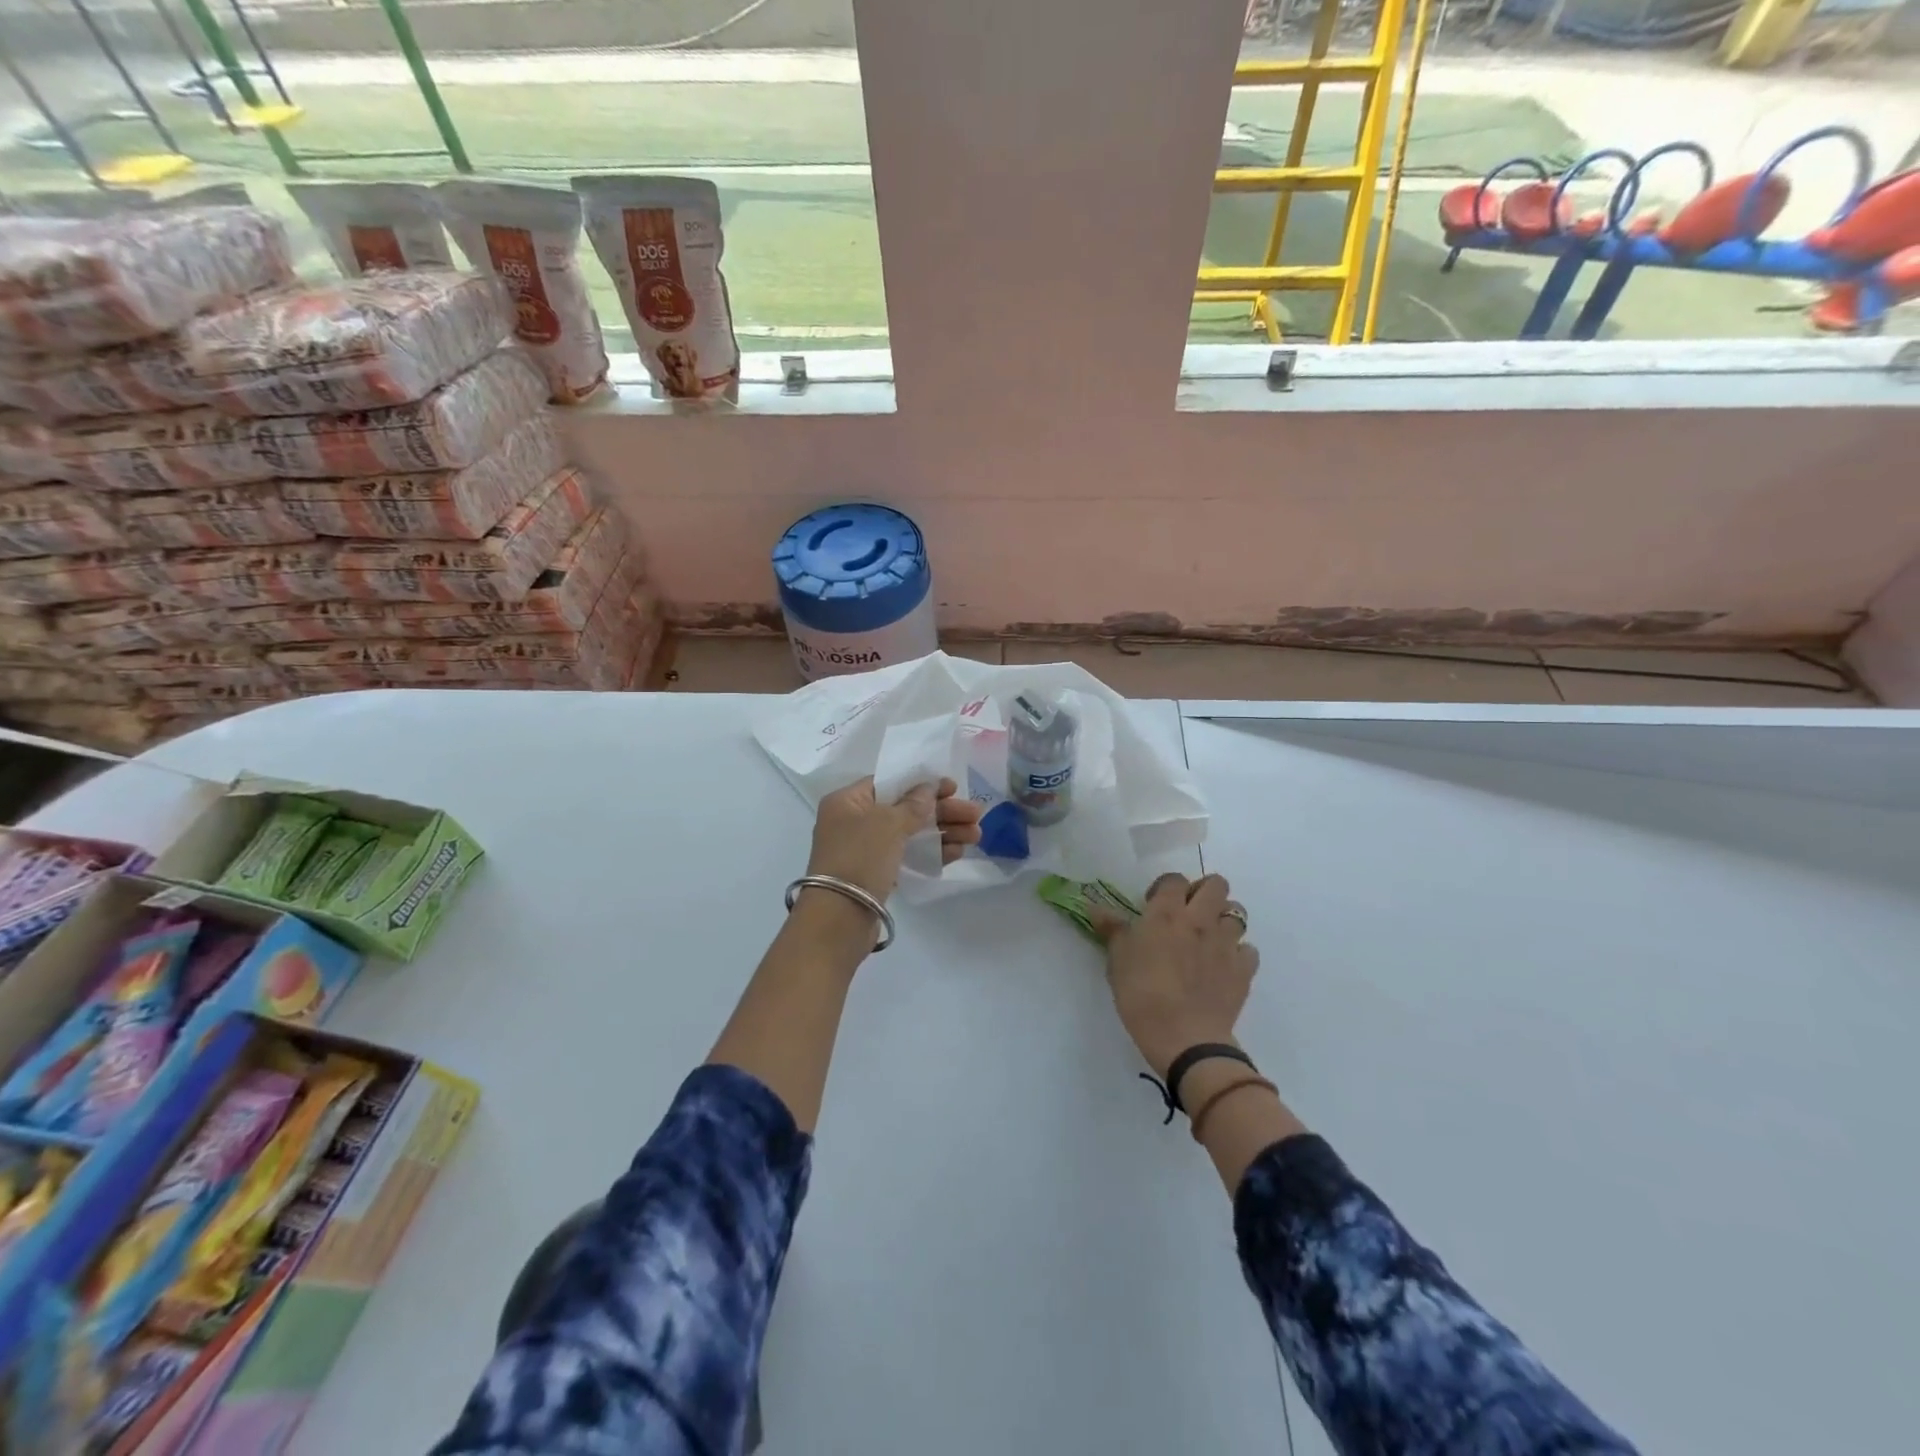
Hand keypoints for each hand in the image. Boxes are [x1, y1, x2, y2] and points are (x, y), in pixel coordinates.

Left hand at [806, 776, 983, 902]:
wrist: (839, 919)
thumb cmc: (860, 858)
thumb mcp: (888, 823)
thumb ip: (914, 804)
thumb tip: (930, 788)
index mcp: (847, 801)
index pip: (889, 782)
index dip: (923, 783)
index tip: (953, 787)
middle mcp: (853, 822)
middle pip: (905, 808)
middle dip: (942, 811)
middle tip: (975, 814)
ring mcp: (865, 850)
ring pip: (910, 834)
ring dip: (943, 832)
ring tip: (976, 835)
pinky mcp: (876, 875)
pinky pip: (908, 856)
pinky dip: (931, 852)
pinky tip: (958, 852)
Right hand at [1091, 873, 1258, 1080]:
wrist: (1183, 1037)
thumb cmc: (1141, 994)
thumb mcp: (1117, 960)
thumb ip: (1112, 929)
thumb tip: (1095, 907)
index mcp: (1166, 913)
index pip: (1174, 879)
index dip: (1165, 887)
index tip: (1154, 905)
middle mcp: (1200, 919)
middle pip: (1216, 884)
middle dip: (1204, 891)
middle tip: (1188, 913)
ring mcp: (1226, 943)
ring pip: (1237, 912)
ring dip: (1223, 919)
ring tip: (1208, 938)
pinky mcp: (1244, 969)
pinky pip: (1248, 950)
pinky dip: (1238, 953)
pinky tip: (1224, 966)